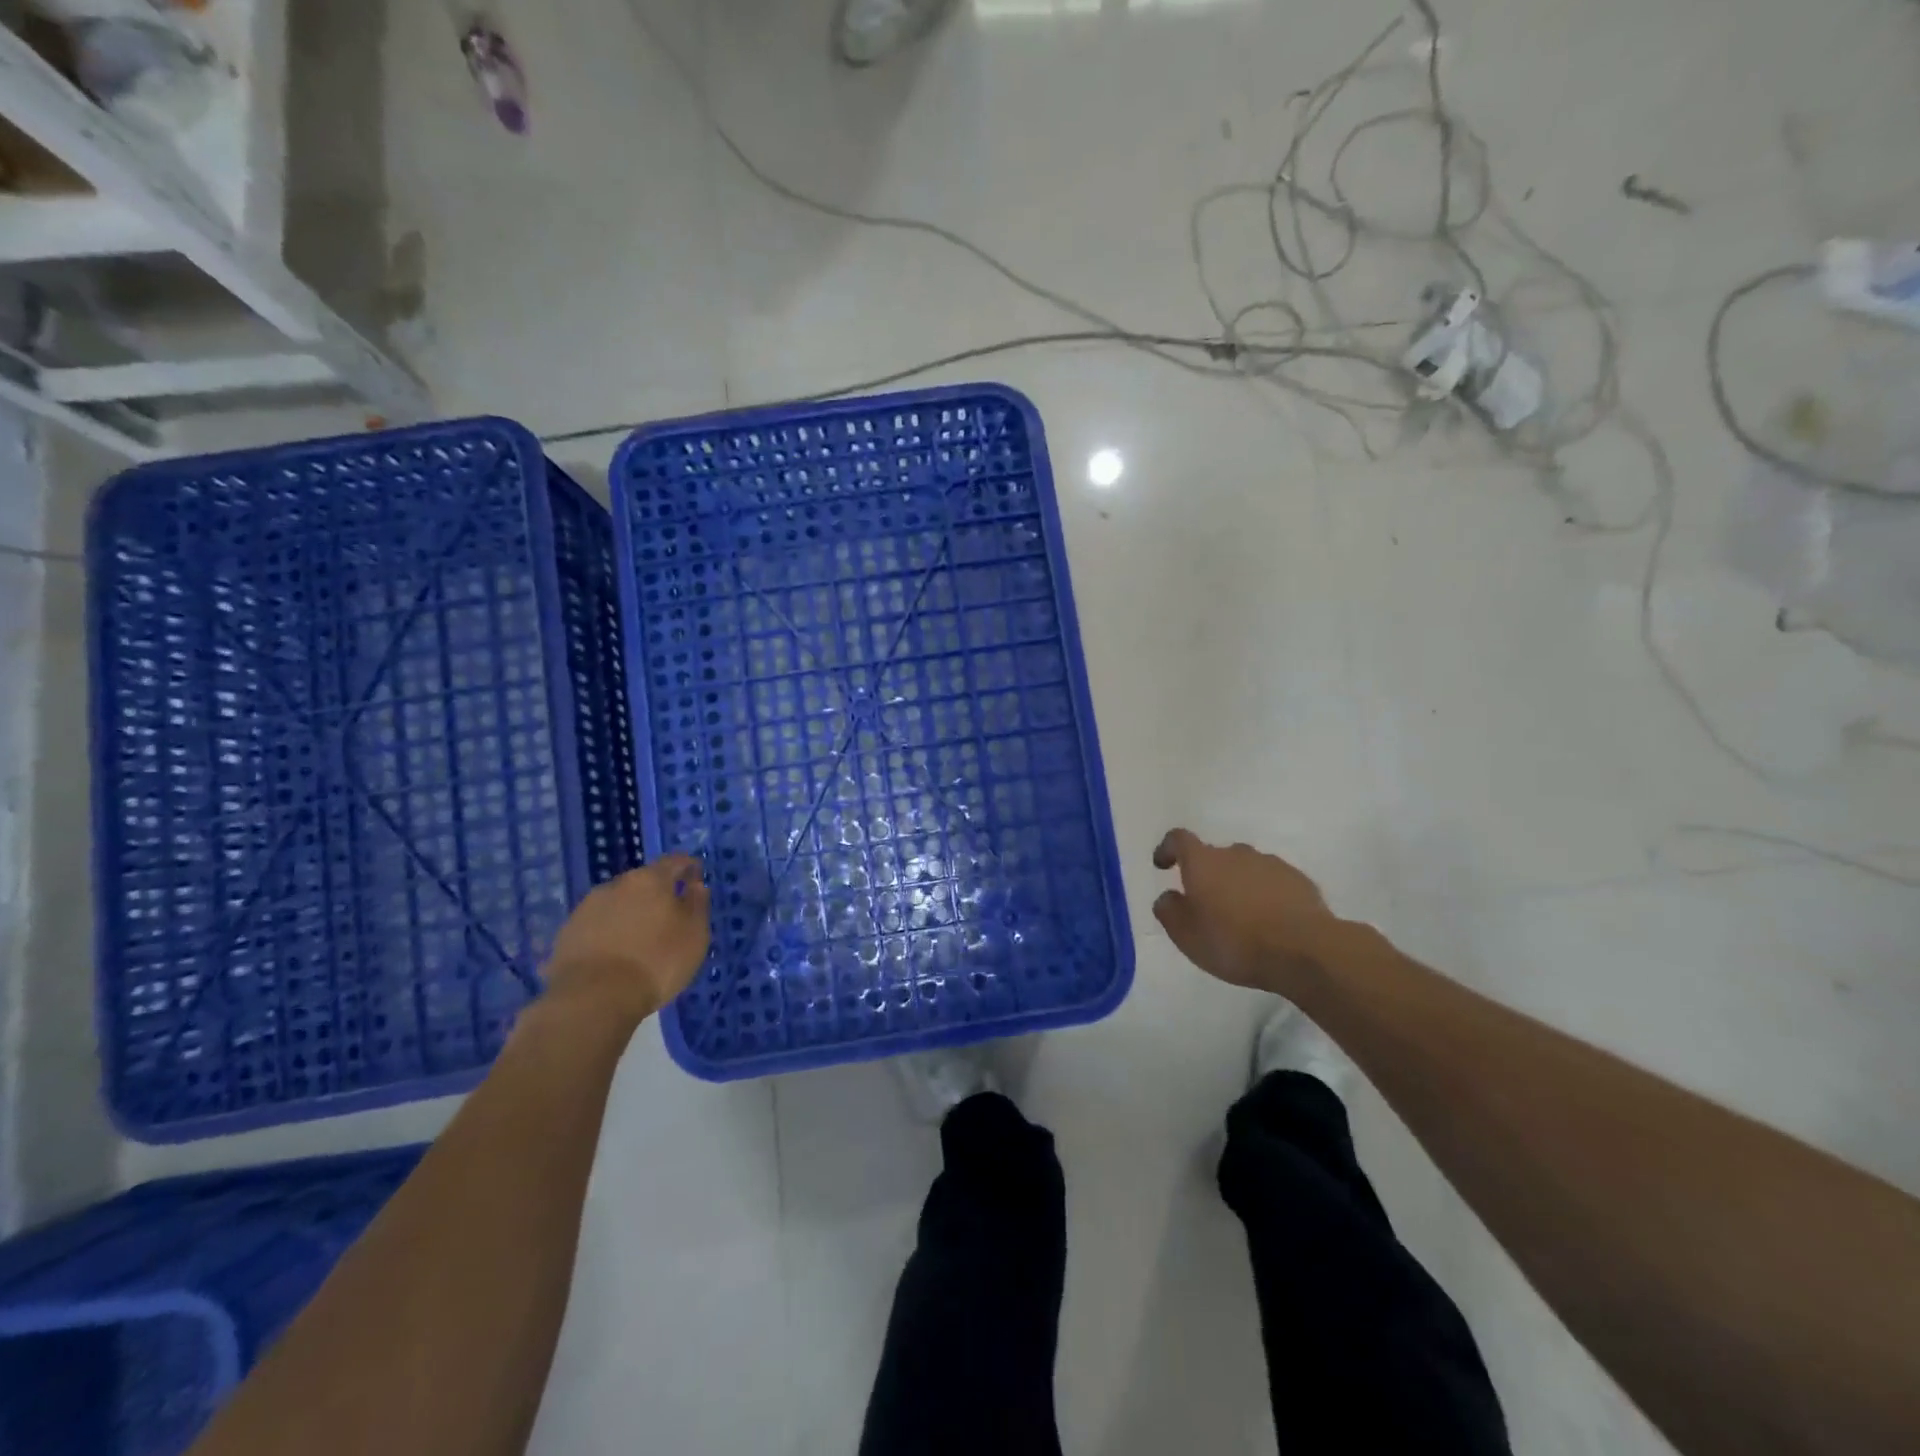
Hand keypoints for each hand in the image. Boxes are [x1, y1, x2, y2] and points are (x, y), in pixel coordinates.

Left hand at [542, 855, 712, 1024]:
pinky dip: (609, 931)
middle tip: (668, 913)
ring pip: (617, 902)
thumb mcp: (694, 935)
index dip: (687, 867)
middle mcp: (616, 885)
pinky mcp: (567, 933)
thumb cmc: (656, 962)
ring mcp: (587, 907)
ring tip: (639, 936)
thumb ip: (697, 905)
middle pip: (643, 881)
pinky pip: (597, 925)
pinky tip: (614, 952)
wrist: (593, 998)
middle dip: (657, 892)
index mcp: (650, 879)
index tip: (696, 876)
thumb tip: (695, 886)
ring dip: (630, 912)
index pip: (674, 862)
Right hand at [1152, 829, 1340, 990]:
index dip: (1168, 849)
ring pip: (1245, 868)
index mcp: (1203, 862)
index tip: (1163, 865)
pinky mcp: (1298, 880)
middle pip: (1214, 856)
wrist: (1305, 951)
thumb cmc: (1235, 942)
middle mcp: (1235, 853)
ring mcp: (1270, 864)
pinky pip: (1272, 881)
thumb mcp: (1187, 936)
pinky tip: (1269, 921)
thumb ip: (1169, 911)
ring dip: (1237, 884)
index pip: (1179, 839)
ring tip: (1241, 916)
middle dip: (1207, 875)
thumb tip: (1168, 897)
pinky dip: (1264, 894)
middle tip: (1206, 905)